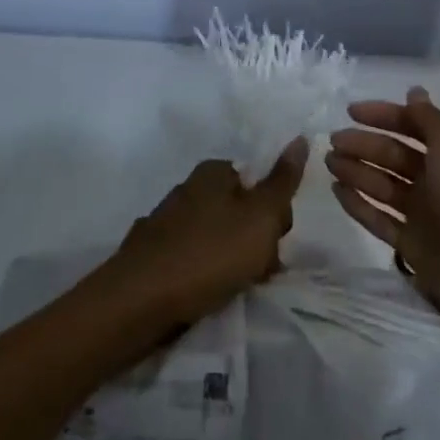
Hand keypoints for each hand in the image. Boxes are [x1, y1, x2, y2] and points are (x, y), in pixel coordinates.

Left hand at [105, 140, 307, 327]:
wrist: (139, 301)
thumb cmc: (209, 254)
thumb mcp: (260, 217)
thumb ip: (282, 180)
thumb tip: (300, 138)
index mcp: (213, 172)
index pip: (259, 181)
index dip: (274, 212)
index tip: (275, 241)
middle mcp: (187, 188)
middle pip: (239, 210)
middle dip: (255, 239)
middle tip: (257, 269)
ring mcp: (166, 221)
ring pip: (217, 236)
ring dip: (231, 260)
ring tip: (233, 286)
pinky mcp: (152, 254)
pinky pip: (192, 258)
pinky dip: (203, 273)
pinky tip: (204, 293)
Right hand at [327, 87, 439, 336]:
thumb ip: (428, 119)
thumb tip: (414, 91)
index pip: (413, 126)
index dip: (384, 116)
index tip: (350, 111)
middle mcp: (438, 180)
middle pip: (394, 156)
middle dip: (364, 145)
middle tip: (333, 141)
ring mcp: (423, 213)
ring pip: (383, 186)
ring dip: (357, 171)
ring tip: (329, 163)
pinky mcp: (411, 243)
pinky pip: (379, 218)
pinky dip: (358, 204)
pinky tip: (336, 191)